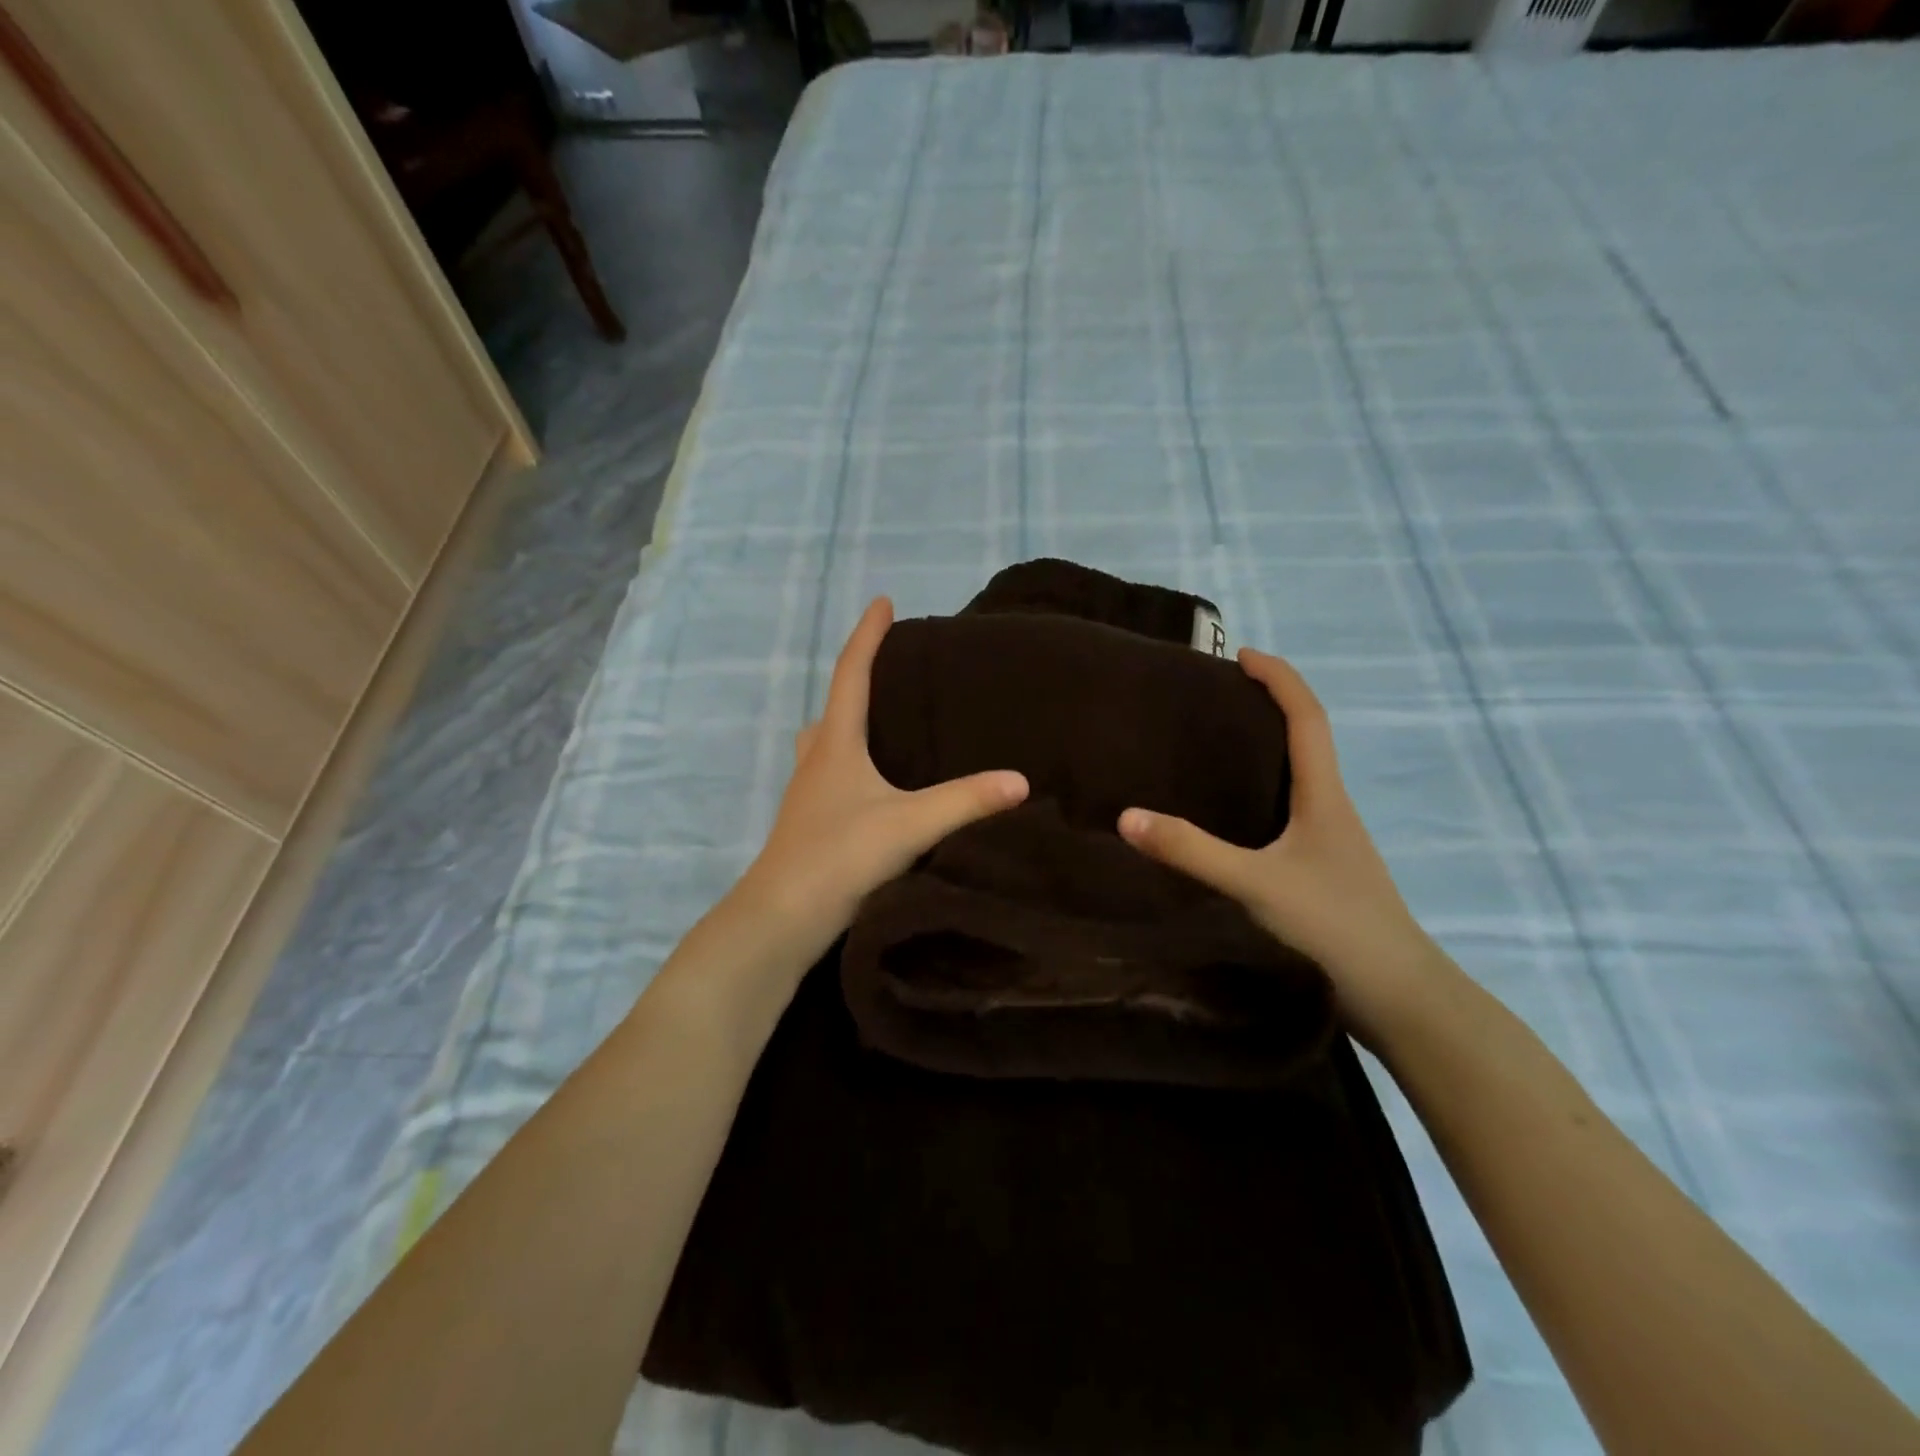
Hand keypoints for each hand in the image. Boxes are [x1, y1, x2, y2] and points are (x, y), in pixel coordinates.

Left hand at [738, 597, 1028, 962]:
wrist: (782, 918)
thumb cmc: (840, 855)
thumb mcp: (909, 824)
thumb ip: (966, 801)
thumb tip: (1021, 781)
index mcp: (836, 744)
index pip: (852, 674)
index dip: (868, 636)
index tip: (884, 602)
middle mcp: (816, 760)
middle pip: (832, 707)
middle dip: (856, 682)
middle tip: (889, 674)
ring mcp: (807, 794)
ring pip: (825, 744)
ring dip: (847, 727)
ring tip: (883, 729)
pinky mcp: (809, 825)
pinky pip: (830, 776)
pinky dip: (850, 765)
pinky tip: (874, 789)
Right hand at [1117, 648, 1441, 1046]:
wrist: (1397, 994)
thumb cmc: (1334, 925)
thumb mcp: (1255, 884)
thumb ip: (1192, 852)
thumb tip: (1127, 817)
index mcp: (1324, 795)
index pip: (1307, 717)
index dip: (1279, 678)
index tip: (1242, 655)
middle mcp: (1332, 807)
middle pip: (1306, 738)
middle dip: (1269, 705)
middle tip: (1218, 698)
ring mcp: (1331, 839)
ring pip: (1300, 775)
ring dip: (1267, 747)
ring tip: (1216, 745)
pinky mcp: (1323, 866)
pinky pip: (1291, 808)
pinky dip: (1263, 789)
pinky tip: (1233, 814)